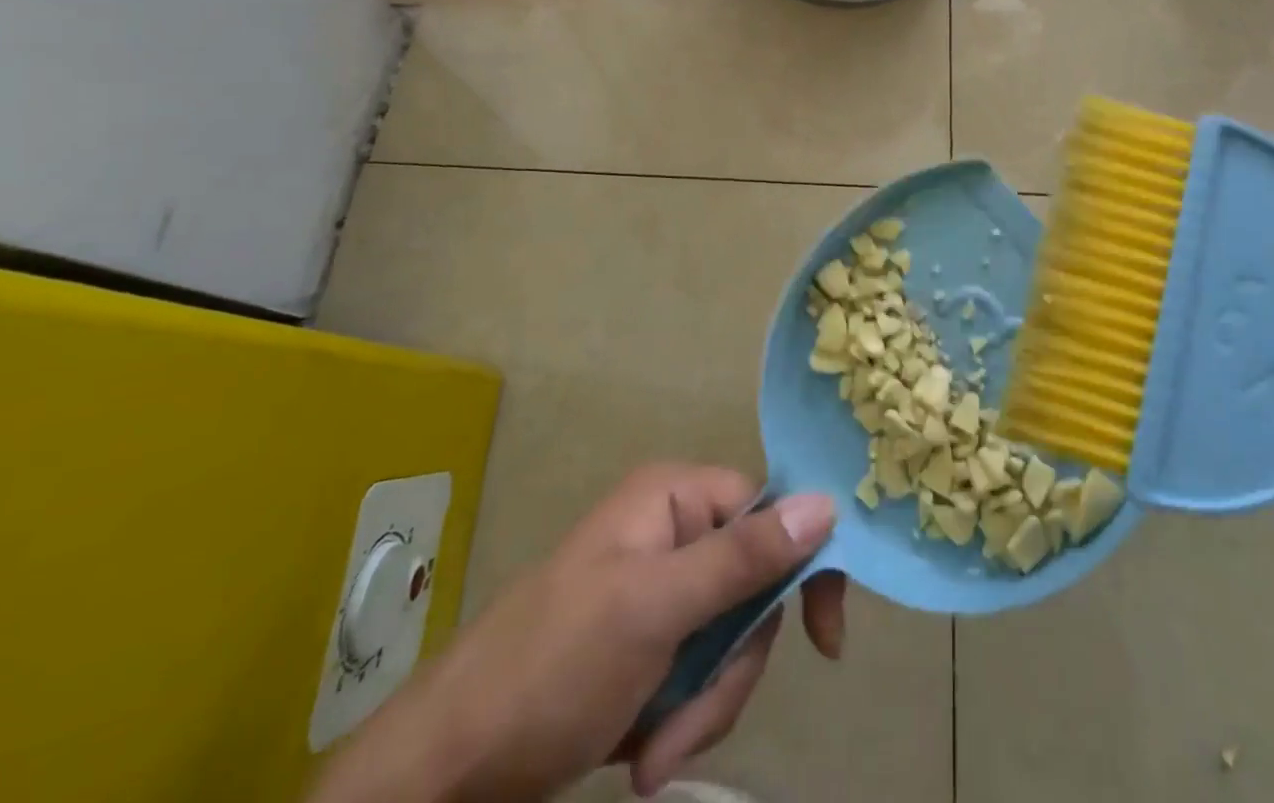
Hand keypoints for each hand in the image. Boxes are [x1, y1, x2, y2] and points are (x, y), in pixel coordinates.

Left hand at [308, 465, 844, 802]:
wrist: (443, 774)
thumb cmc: (552, 668)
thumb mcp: (655, 609)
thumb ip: (743, 557)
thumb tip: (829, 502)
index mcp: (674, 498)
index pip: (770, 510)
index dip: (802, 565)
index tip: (824, 639)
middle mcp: (673, 532)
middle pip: (752, 587)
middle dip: (729, 669)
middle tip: (688, 726)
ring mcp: (658, 590)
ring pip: (731, 640)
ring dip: (704, 707)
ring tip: (654, 757)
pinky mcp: (647, 644)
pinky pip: (700, 673)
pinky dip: (683, 721)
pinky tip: (643, 757)